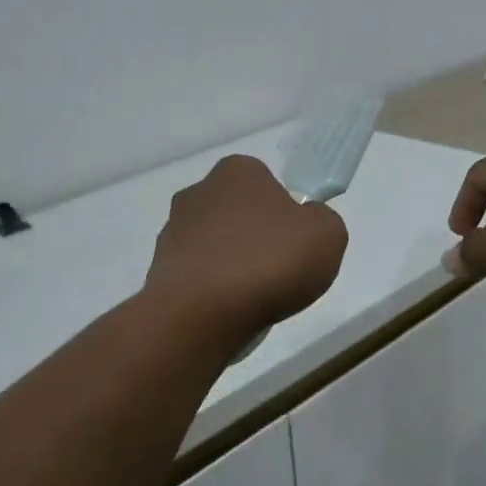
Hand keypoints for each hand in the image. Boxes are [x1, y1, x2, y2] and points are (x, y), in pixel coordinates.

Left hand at [145, 155, 348, 340]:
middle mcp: (199, 191)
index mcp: (237, 170)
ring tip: (250, 298)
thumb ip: (322, 219)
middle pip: (239, 212)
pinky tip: (225, 310)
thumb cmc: (269, 262)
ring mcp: (173, 229)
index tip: (294, 243)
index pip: (267, 183)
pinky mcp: (159, 267)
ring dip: (231, 264)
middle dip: (255, 237)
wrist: (201, 314)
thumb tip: (304, 222)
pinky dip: (211, 289)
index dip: (285, 213)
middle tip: (276, 271)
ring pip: (216, 244)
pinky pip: (197, 274)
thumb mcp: (327, 234)